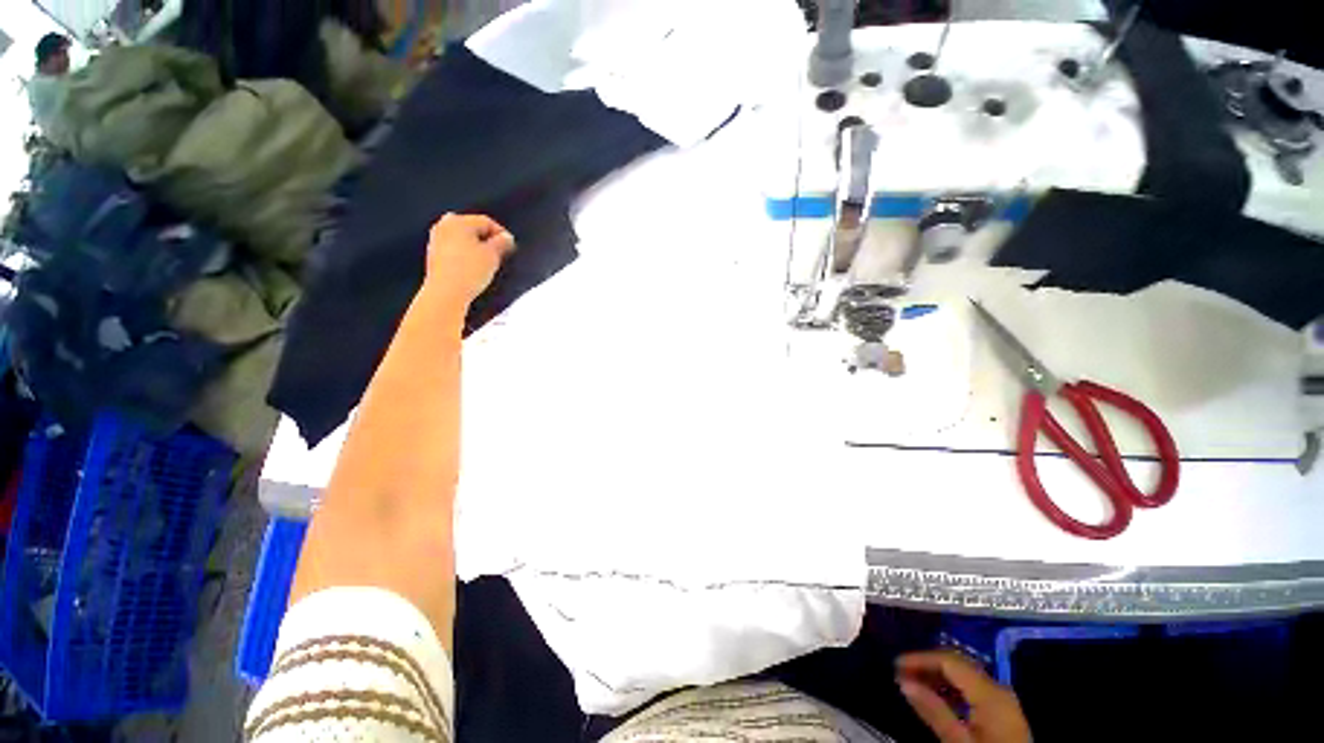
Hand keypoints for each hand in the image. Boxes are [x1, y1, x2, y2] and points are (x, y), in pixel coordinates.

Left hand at [425, 213, 515, 306]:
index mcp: (458, 221)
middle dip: (487, 239)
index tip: (511, 245)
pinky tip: (473, 268)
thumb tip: (506, 237)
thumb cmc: (468, 271)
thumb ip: (502, 243)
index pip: (486, 221)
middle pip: (472, 228)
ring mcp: (436, 240)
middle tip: (499, 253)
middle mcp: (444, 226)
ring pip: (462, 239)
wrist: (446, 292)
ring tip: (488, 262)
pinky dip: (465, 255)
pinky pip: (454, 250)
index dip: (501, 233)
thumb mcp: (493, 255)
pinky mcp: (434, 256)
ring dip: (476, 248)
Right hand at [896, 651, 1030, 742]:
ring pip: (965, 676)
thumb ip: (934, 711)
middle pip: (958, 664)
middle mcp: (999, 688)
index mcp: (990, 691)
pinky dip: (952, 690)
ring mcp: (1004, 701)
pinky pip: (973, 690)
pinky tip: (938, 699)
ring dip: (938, 678)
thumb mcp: (959, 740)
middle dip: (927, 665)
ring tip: (914, 685)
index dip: (919, 658)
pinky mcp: (1004, 713)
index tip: (895, 664)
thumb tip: (902, 681)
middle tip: (901, 673)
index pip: (948, 660)